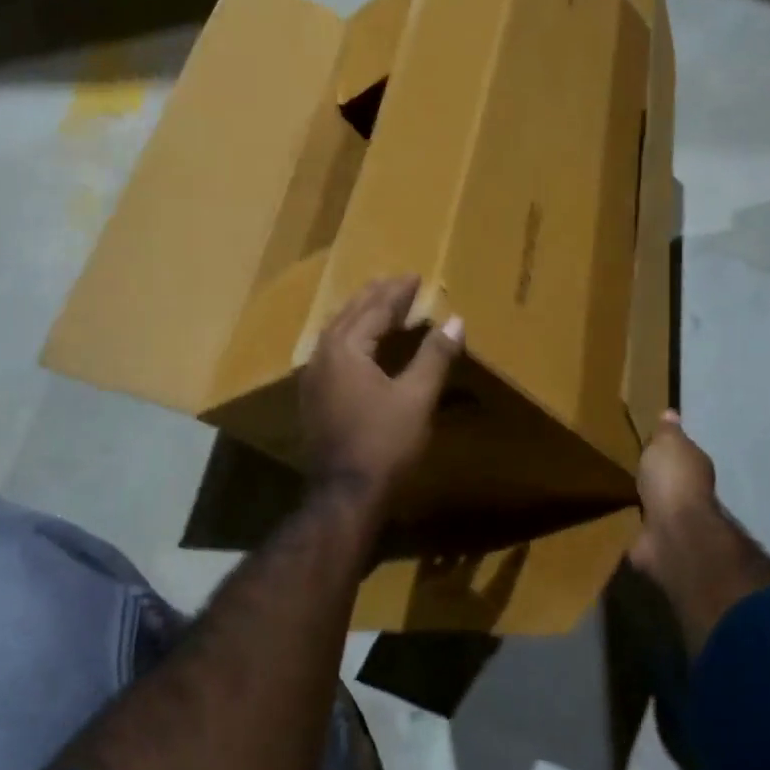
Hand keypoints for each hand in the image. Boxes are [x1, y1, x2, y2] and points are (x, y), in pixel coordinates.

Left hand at [300, 276, 463, 506]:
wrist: (346, 493)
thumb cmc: (384, 443)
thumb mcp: (417, 397)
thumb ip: (434, 355)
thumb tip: (455, 320)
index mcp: (346, 348)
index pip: (375, 309)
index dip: (397, 292)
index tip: (415, 276)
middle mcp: (323, 355)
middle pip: (350, 314)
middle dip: (375, 297)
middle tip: (396, 283)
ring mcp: (313, 377)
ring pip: (337, 332)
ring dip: (360, 315)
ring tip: (379, 306)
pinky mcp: (313, 397)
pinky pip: (332, 351)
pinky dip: (351, 337)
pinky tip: (360, 345)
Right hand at [629, 411, 769, 654]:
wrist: (673, 532)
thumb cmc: (672, 480)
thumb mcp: (668, 444)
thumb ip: (668, 431)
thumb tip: (671, 413)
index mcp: (694, 468)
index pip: (681, 455)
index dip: (667, 451)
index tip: (649, 447)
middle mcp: (689, 496)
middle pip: (669, 483)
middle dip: (655, 480)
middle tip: (631, 471)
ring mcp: (674, 523)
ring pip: (656, 509)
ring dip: (645, 506)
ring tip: (620, 496)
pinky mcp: (657, 546)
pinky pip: (642, 532)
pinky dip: (634, 529)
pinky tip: (616, 523)